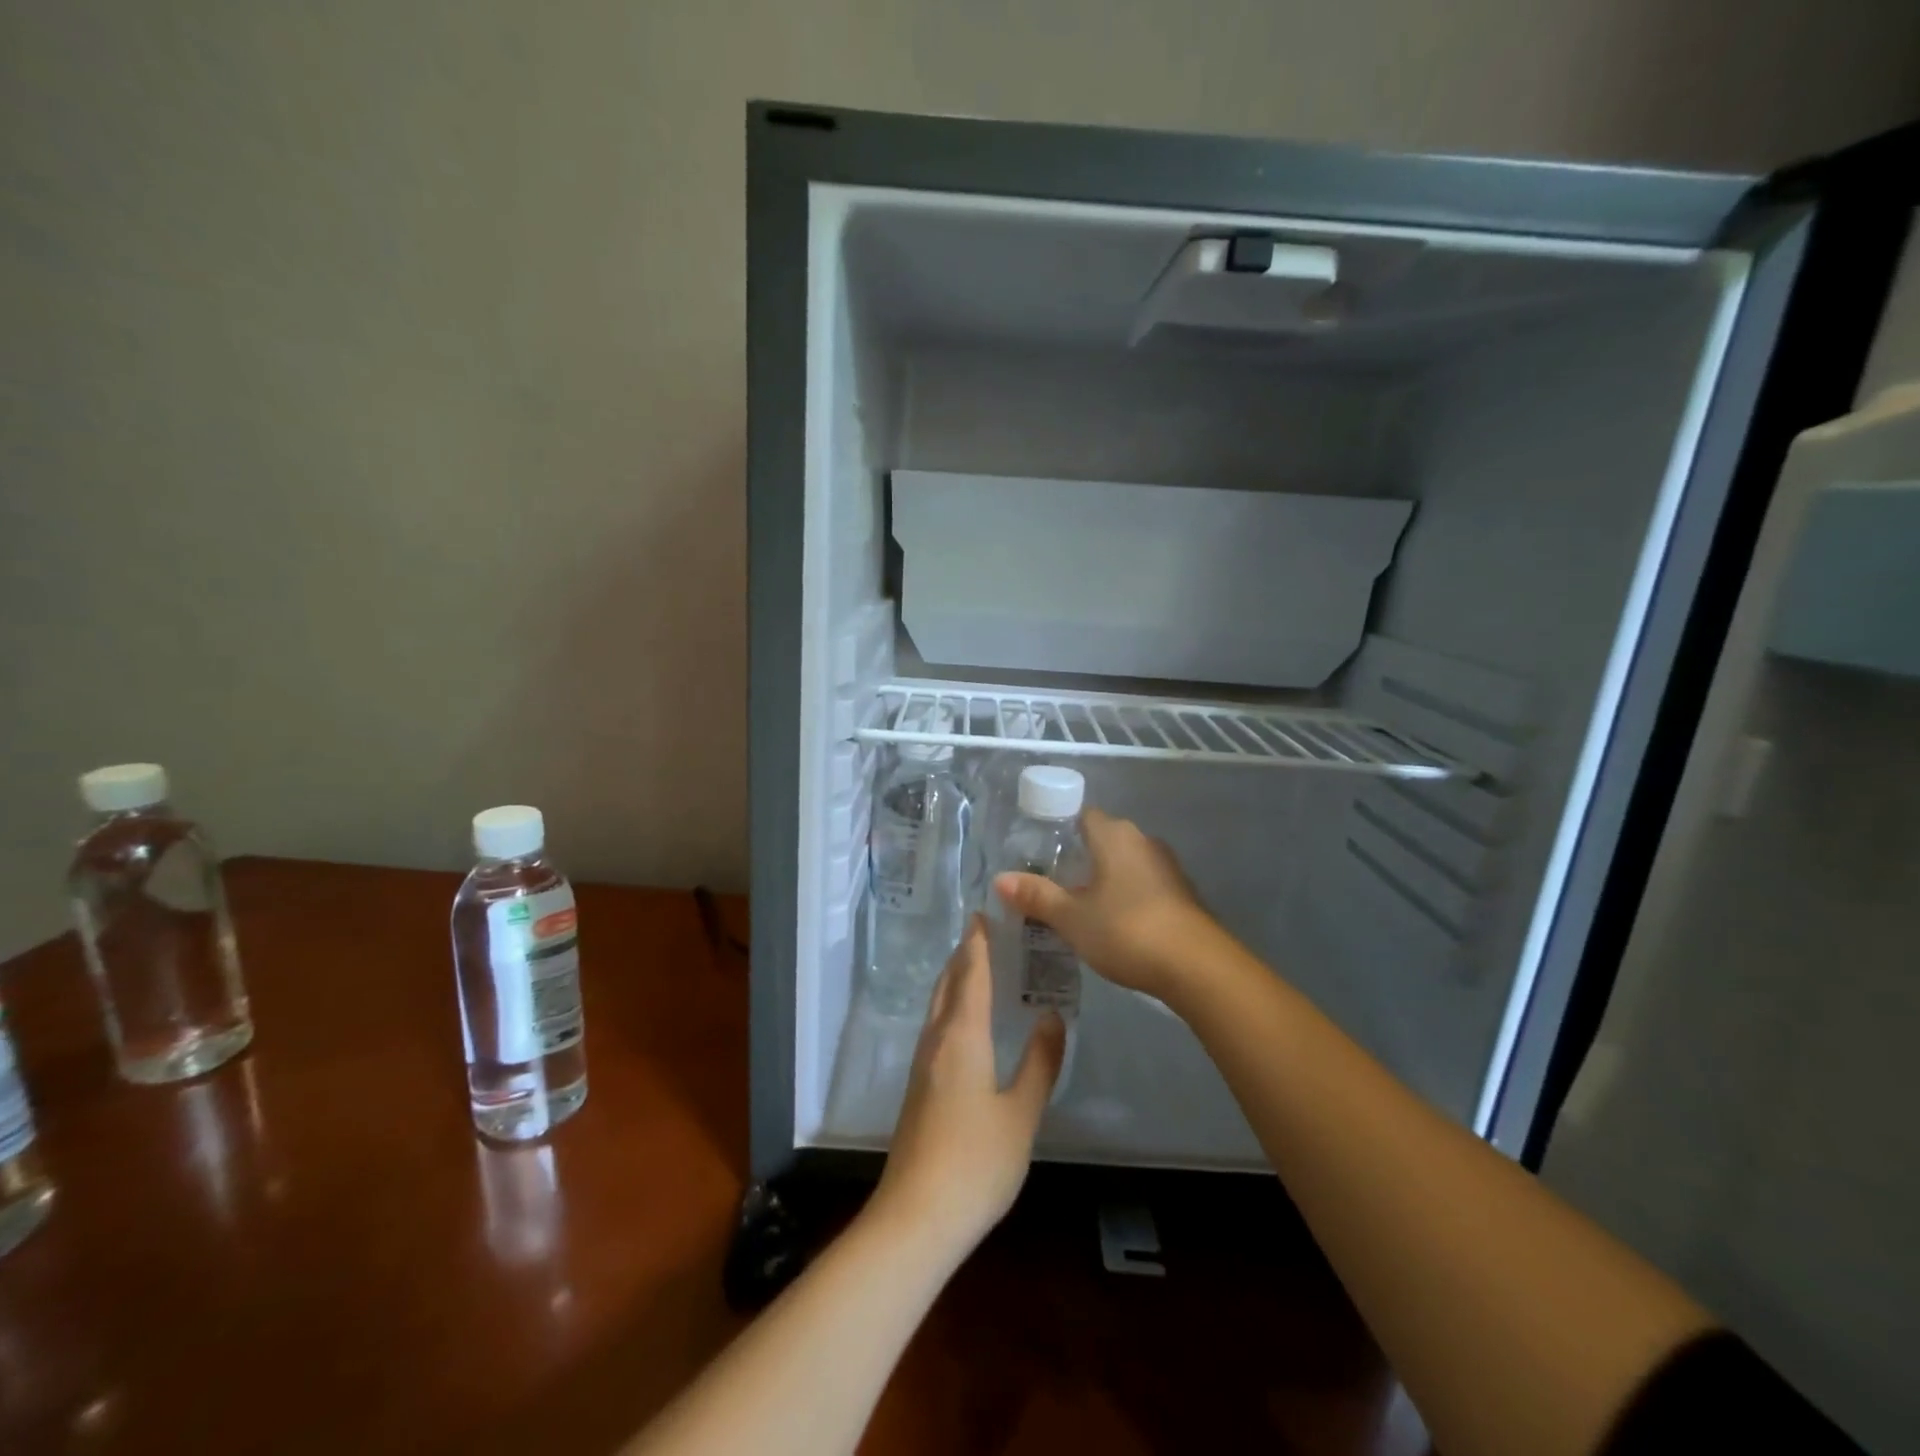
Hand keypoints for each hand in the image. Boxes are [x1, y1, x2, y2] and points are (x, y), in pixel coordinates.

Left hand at [870, 917, 1064, 1258]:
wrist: (915, 1217)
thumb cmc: (976, 1162)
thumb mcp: (1021, 1113)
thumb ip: (1040, 1063)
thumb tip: (1052, 1016)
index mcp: (961, 1037)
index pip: (970, 976)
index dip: (977, 944)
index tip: (983, 914)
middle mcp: (936, 1041)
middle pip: (948, 985)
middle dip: (963, 955)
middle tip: (983, 932)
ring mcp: (922, 1066)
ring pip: (938, 1006)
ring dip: (954, 979)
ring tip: (975, 966)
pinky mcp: (918, 1088)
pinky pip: (935, 1027)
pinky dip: (951, 1006)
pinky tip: (963, 1022)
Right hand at [992, 807, 1216, 1001]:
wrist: (1197, 967)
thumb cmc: (1127, 930)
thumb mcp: (1072, 917)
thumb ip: (1037, 896)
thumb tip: (1000, 879)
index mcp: (1115, 836)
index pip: (1083, 816)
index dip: (1060, 830)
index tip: (1038, 852)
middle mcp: (1143, 841)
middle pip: (1103, 840)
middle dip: (1079, 858)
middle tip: (1051, 883)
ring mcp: (1167, 867)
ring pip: (1124, 864)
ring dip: (1104, 879)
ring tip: (1076, 906)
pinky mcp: (1181, 894)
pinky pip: (1143, 885)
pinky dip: (1125, 896)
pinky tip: (1112, 923)